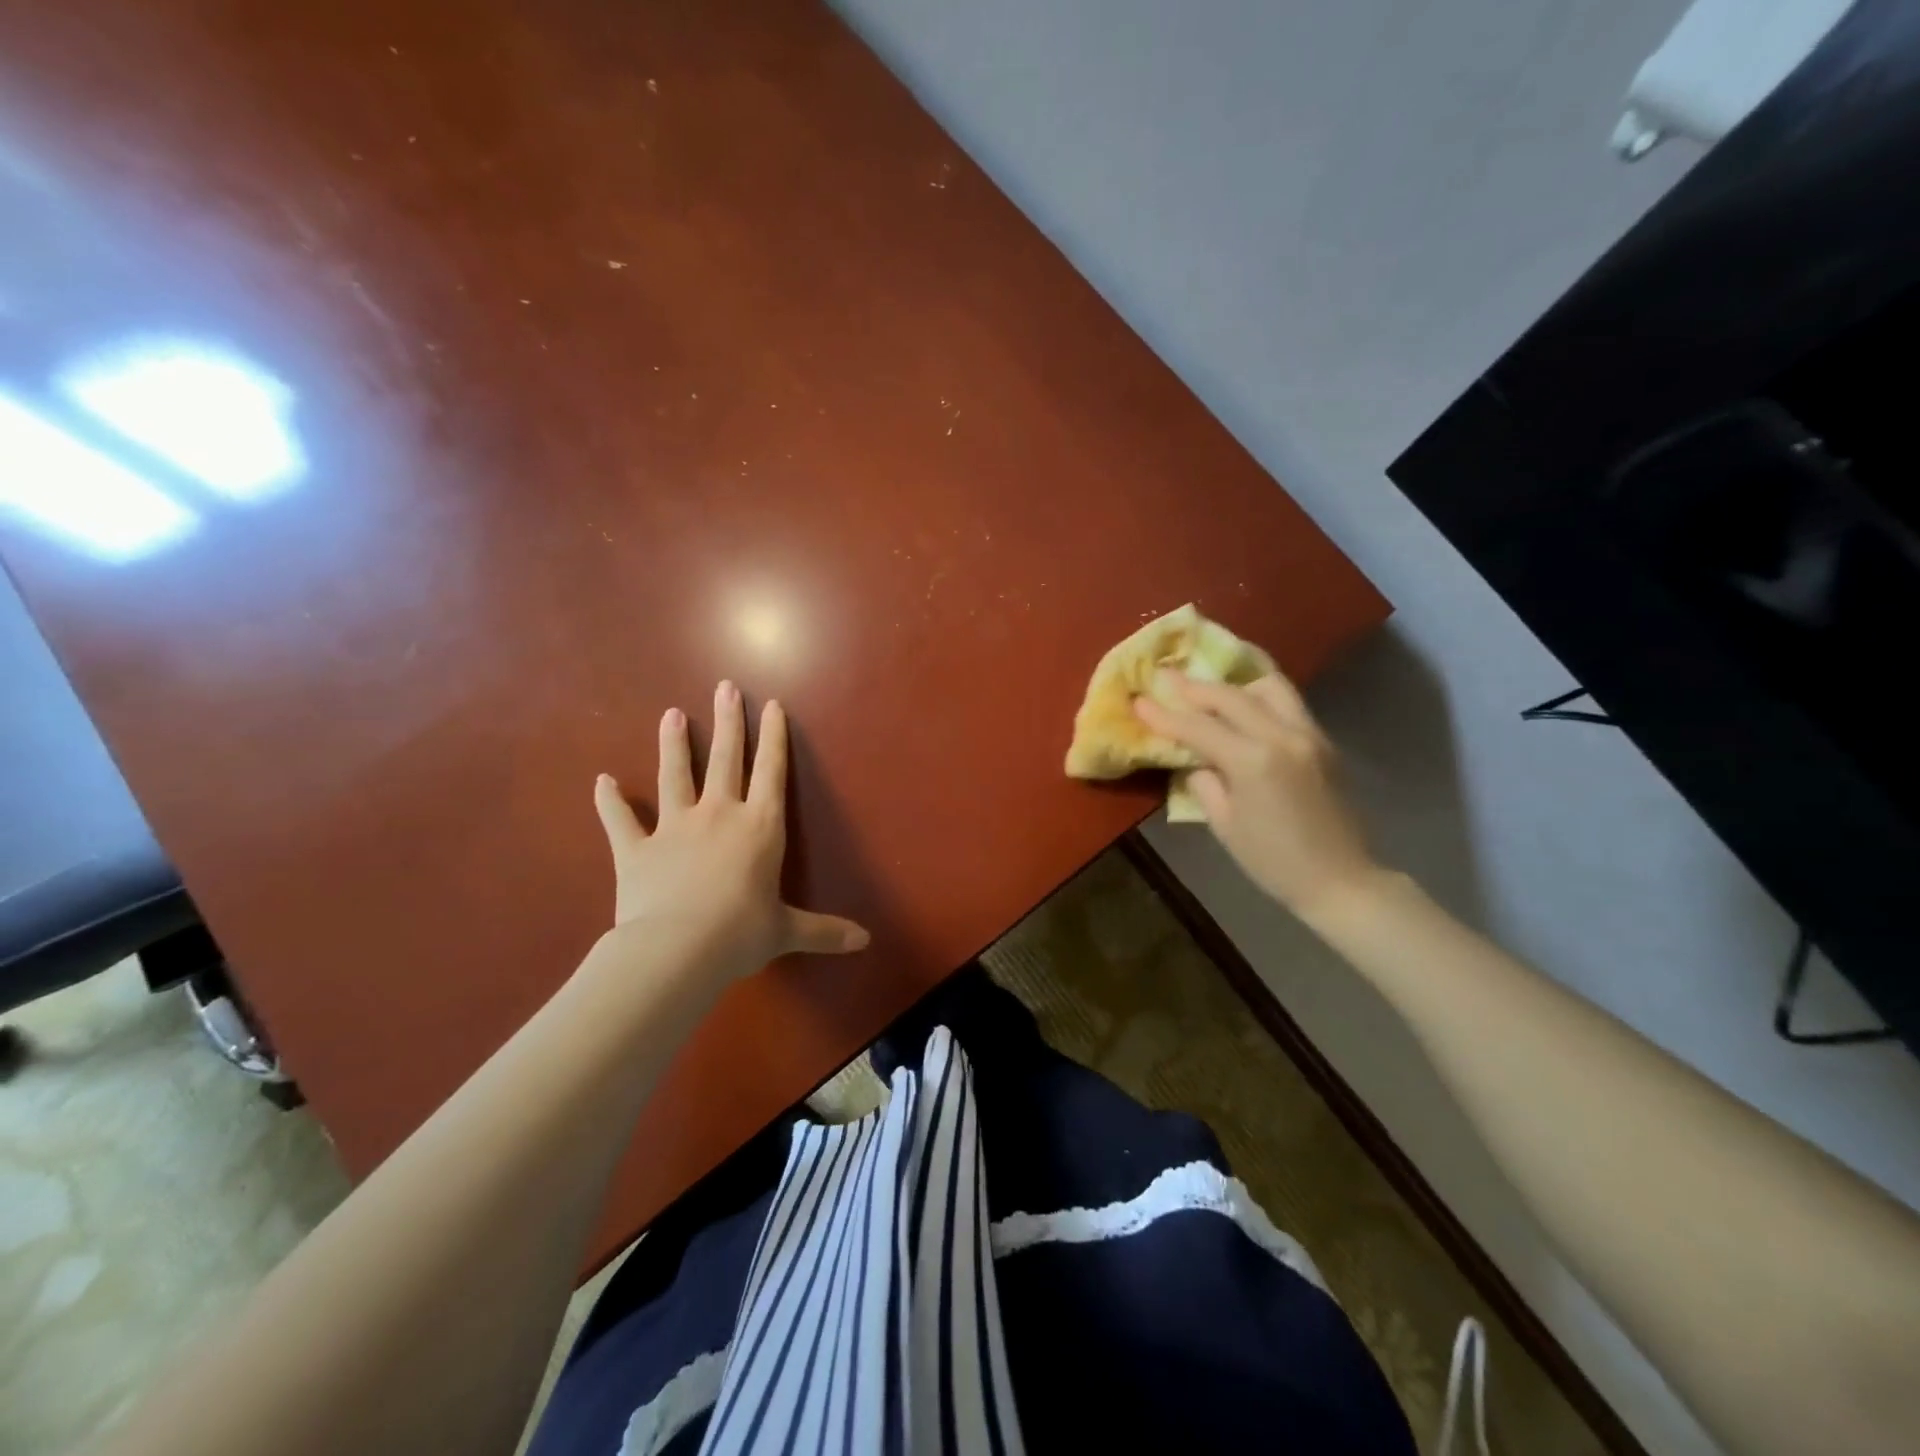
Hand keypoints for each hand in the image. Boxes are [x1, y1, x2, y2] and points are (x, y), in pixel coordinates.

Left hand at [591, 681, 868, 983]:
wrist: (676, 950)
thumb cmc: (740, 934)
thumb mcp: (787, 932)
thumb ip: (825, 931)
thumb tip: (865, 942)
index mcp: (760, 827)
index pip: (771, 772)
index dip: (773, 738)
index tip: (771, 705)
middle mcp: (719, 815)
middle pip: (725, 759)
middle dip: (727, 722)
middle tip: (724, 687)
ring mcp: (674, 828)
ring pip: (674, 775)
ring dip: (673, 744)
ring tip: (671, 714)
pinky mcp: (636, 849)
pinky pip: (620, 820)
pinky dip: (609, 801)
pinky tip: (601, 781)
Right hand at [1132, 670, 1378, 918]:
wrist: (1341, 880)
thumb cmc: (1274, 861)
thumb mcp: (1224, 825)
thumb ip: (1204, 782)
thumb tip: (1196, 758)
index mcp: (1254, 761)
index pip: (1199, 727)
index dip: (1165, 714)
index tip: (1139, 700)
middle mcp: (1283, 736)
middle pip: (1231, 695)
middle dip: (1194, 687)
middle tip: (1165, 678)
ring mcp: (1309, 734)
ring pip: (1267, 686)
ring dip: (1233, 685)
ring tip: (1210, 694)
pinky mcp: (1324, 740)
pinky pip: (1288, 703)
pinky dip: (1259, 698)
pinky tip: (1242, 709)